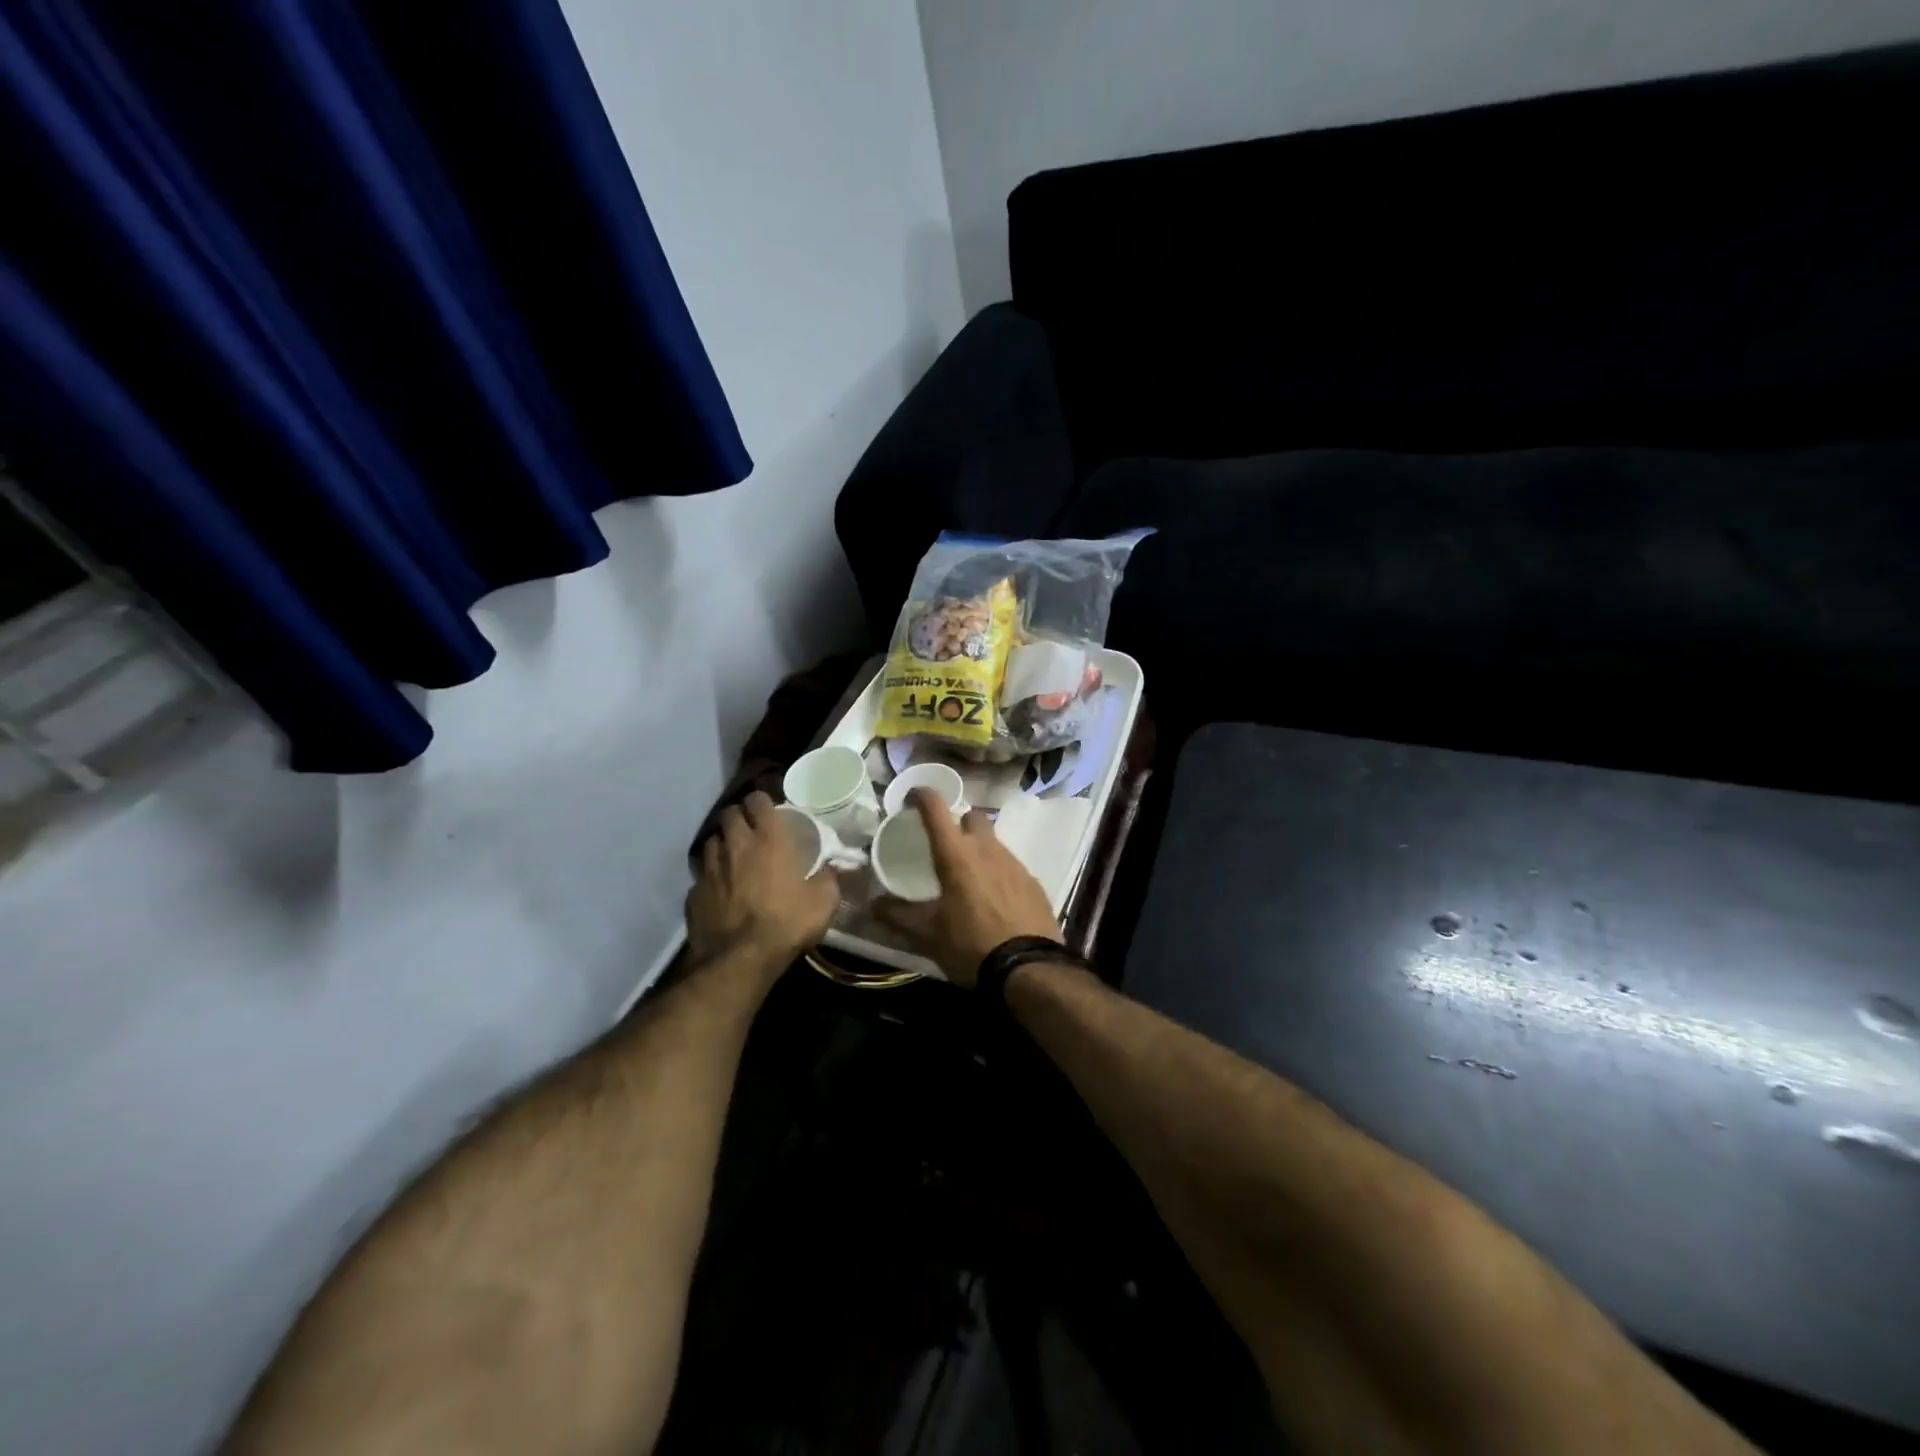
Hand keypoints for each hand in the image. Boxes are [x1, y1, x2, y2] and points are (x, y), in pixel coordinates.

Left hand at [686, 791, 839, 971]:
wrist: (739, 960)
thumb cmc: (786, 923)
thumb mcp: (824, 902)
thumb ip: (829, 877)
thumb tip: (832, 867)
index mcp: (768, 840)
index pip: (757, 800)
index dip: (762, 801)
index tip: (769, 809)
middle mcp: (735, 846)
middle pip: (729, 814)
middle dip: (739, 816)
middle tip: (751, 829)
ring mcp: (710, 869)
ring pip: (711, 841)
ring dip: (722, 843)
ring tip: (733, 856)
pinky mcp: (694, 893)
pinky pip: (701, 875)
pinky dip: (711, 876)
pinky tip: (720, 889)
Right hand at [876, 788, 1061, 988]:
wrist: (1029, 969)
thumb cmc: (970, 946)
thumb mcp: (927, 935)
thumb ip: (898, 916)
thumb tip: (872, 905)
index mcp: (956, 855)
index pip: (936, 808)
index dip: (922, 795)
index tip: (912, 798)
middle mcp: (987, 849)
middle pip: (972, 817)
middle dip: (957, 823)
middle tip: (945, 846)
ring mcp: (1014, 863)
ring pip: (993, 841)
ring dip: (978, 849)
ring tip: (968, 878)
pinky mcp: (1033, 882)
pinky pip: (1011, 865)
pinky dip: (998, 872)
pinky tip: (993, 899)